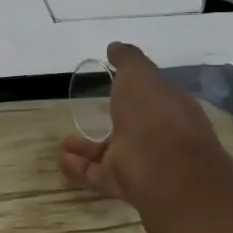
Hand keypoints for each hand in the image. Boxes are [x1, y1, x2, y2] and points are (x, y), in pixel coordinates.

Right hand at [58, 43, 227, 205]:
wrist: (165, 170)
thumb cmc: (154, 115)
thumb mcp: (140, 75)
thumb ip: (127, 60)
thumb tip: (115, 46)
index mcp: (170, 108)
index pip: (153, 97)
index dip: (134, 90)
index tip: (112, 83)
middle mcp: (160, 136)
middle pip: (131, 127)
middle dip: (109, 120)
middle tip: (85, 114)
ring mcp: (143, 164)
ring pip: (112, 153)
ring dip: (88, 148)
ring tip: (64, 142)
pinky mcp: (126, 185)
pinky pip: (98, 175)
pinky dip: (79, 169)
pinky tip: (62, 160)